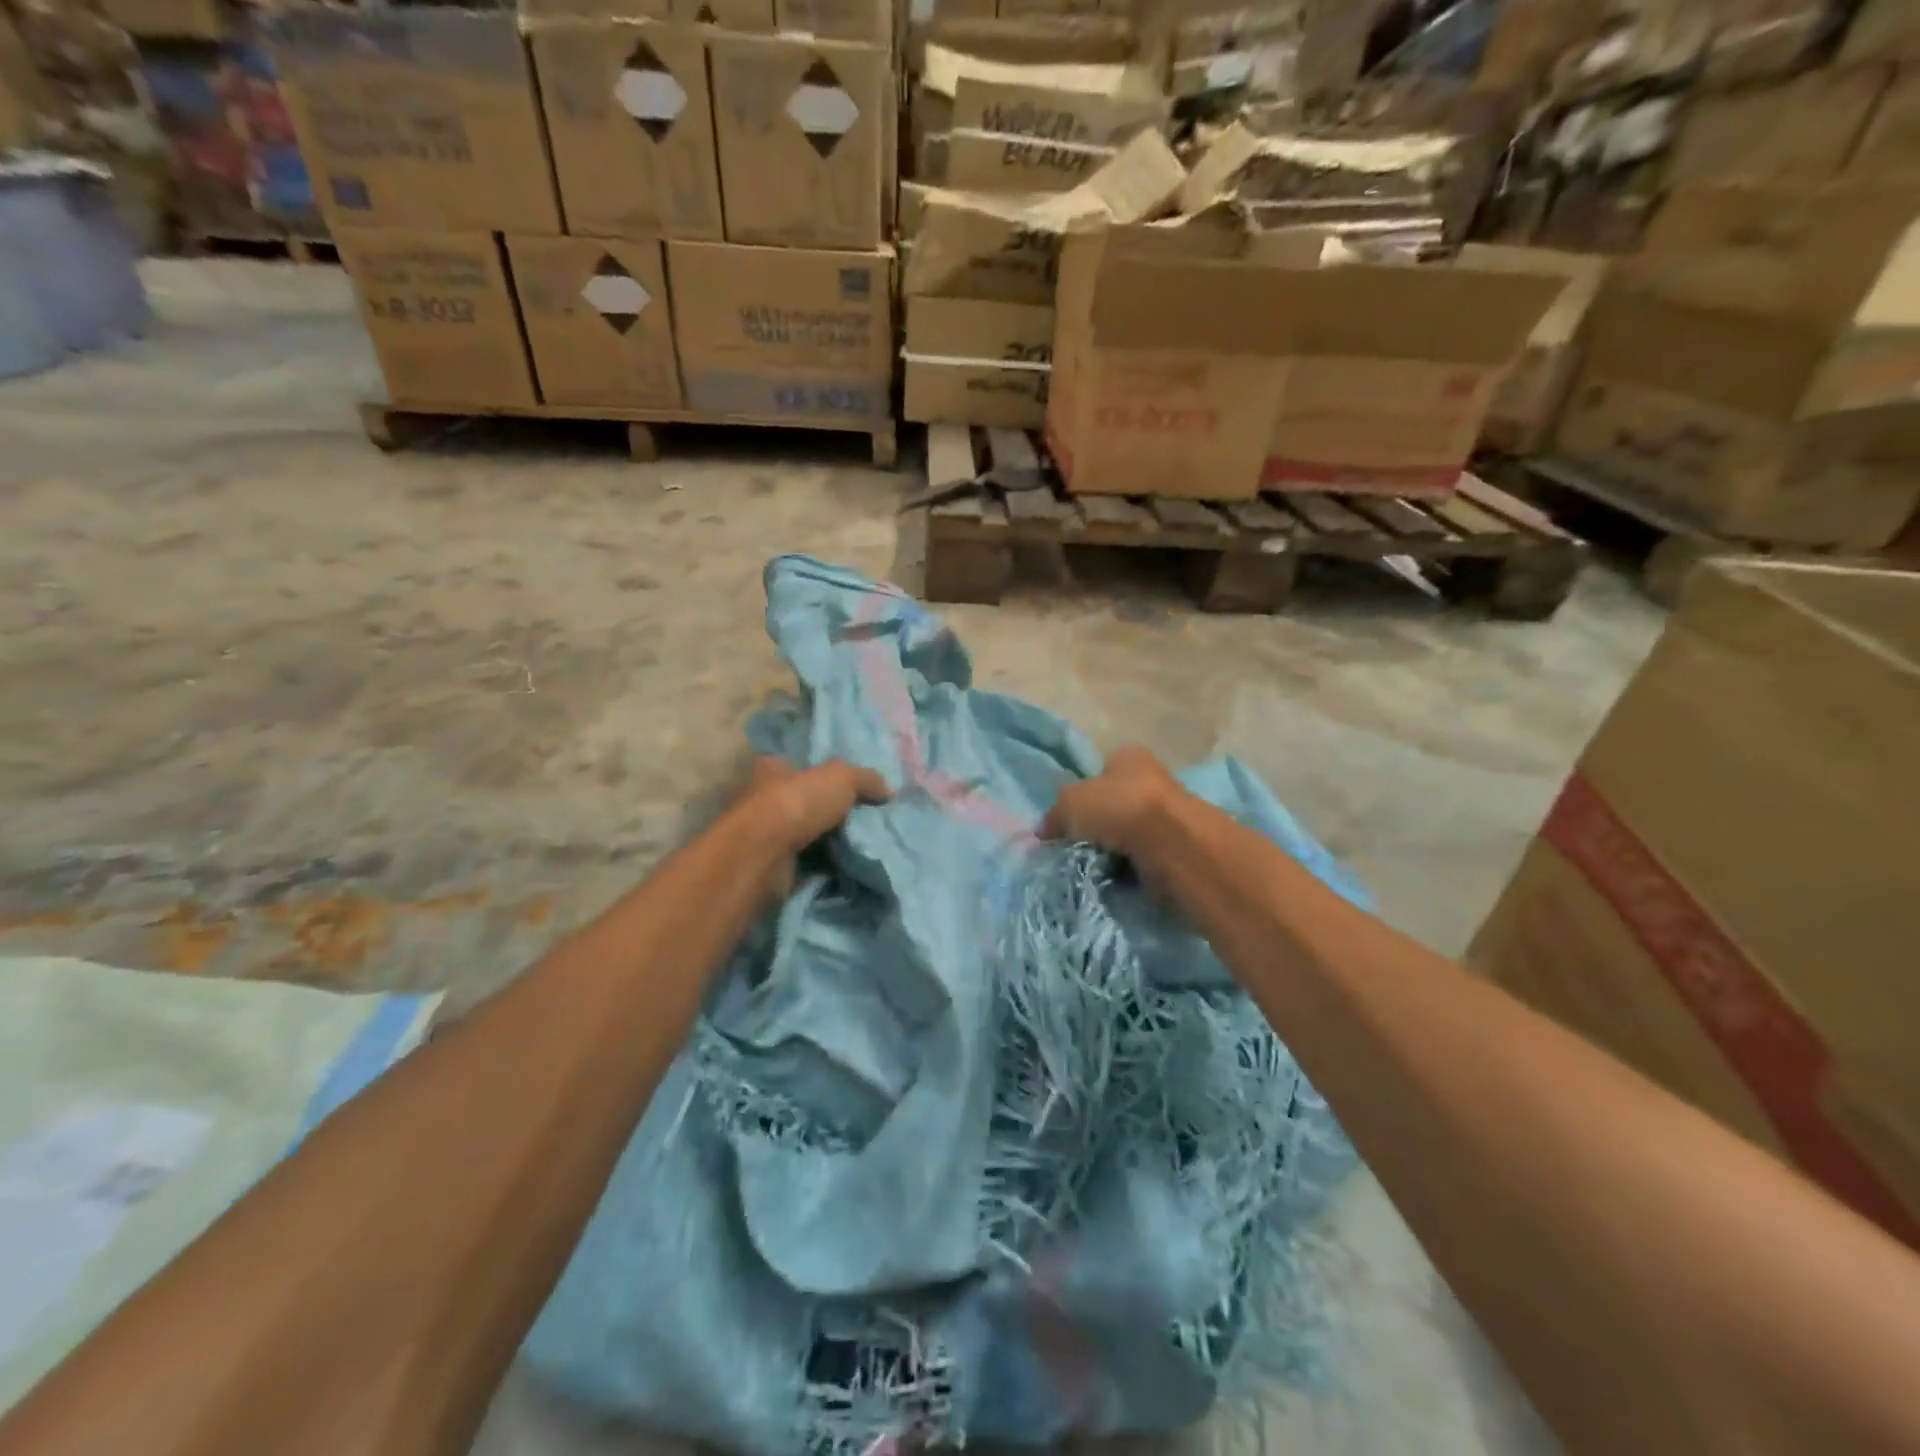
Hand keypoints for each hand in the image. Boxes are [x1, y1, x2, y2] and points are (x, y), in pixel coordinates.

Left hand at [735, 757, 890, 901]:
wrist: (763, 856)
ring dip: (828, 843)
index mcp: (772, 769)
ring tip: (864, 847)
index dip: (823, 775)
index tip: (852, 789)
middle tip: (865, 819)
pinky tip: (848, 869)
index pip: (799, 766)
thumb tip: (889, 791)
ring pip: (805, 835)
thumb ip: (866, 779)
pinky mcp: (769, 866)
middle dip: (830, 812)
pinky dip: (823, 868)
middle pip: (803, 802)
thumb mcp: (841, 778)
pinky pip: (805, 864)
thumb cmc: (796, 804)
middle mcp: (762, 799)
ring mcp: (764, 836)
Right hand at [1039, 746, 1181, 858]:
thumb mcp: (1070, 803)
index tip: (1069, 819)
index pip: (1101, 770)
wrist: (1173, 844)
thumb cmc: (1119, 807)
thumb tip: (1043, 832)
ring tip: (1093, 864)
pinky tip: (1115, 875)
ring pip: (1128, 832)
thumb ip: (1054, 815)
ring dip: (1113, 848)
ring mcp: (1167, 813)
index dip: (1082, 792)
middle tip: (1076, 844)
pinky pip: (1143, 856)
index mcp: (1128, 756)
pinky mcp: (1176, 846)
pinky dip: (1130, 866)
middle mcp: (1151, 779)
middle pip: (1114, 802)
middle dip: (1097, 824)